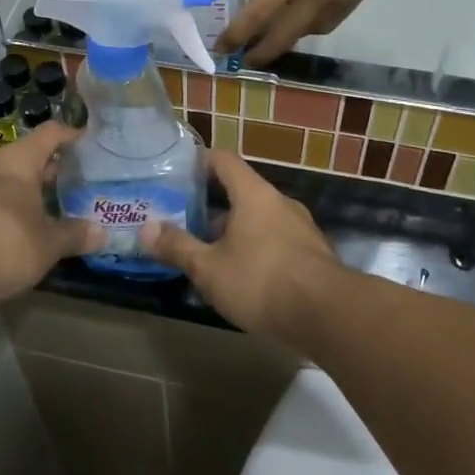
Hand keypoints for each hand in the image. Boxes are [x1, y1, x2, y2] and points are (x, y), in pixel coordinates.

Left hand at [0, 124, 99, 305]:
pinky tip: (21, 228)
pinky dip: (9, 207)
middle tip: (78, 180)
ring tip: (52, 206)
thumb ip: (75, 235)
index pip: (51, 133)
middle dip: (51, 168)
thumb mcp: (47, 244)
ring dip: (28, 190)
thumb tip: (102, 232)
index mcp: (18, 160)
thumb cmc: (3, 244)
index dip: (71, 135)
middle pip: (27, 155)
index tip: (90, 142)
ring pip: (7, 178)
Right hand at [137, 150, 341, 339]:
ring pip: (258, 219)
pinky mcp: (311, 254)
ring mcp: (299, 227)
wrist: (328, 314)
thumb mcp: (209, 268)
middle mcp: (279, 202)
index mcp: (253, 194)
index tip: (177, 174)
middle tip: (182, 221)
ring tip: (206, 254)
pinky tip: (240, 277)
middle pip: (240, 192)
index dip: (200, 162)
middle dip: (211, 206)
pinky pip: (275, 240)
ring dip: (232, 231)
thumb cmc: (261, 280)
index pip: (224, 160)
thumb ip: (178, 247)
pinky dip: (254, 249)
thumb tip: (146, 228)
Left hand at [217, 0, 388, 64]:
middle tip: (245, 59)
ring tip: (274, 32)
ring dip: (287, 36)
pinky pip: (326, 24)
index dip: (237, 34)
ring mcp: (338, 2)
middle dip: (261, 54)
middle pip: (283, 38)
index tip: (222, 47)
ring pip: (306, 33)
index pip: (258, 15)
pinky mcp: (353, 2)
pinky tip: (302, 16)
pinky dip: (309, 25)